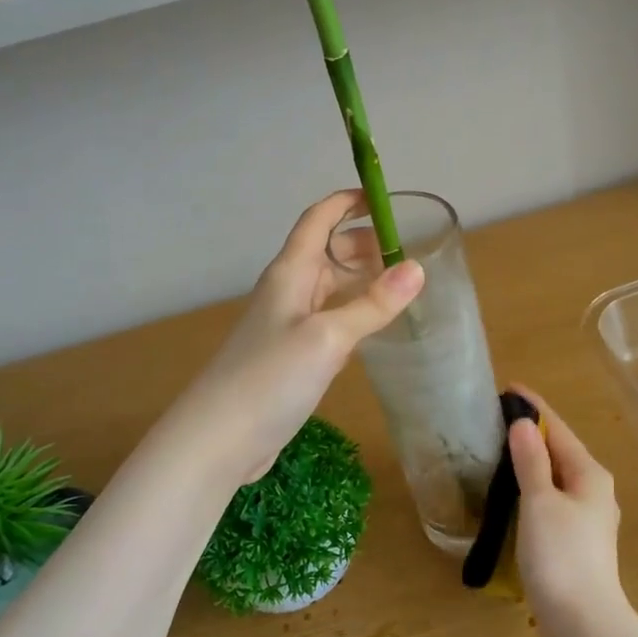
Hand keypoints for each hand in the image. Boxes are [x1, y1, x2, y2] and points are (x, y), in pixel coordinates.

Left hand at [161, 192, 424, 487]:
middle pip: (328, 252)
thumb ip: (372, 304)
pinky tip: (377, 326)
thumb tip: (417, 269)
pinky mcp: (293, 355)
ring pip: (331, 287)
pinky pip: (330, 319)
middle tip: (409, 251)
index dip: (347, 202)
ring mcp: (289, 324)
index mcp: (291, 272)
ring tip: (403, 285)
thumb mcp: (328, 337)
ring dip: (362, 279)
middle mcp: (289, 290)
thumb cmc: (270, 376)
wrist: (220, 438)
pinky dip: (355, 312)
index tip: (384, 198)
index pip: (319, 219)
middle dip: (365, 244)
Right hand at [508, 387, 632, 636]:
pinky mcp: (575, 542)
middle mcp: (594, 491)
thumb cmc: (561, 556)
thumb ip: (531, 461)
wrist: (584, 625)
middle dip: (530, 433)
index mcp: (589, 474)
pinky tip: (511, 494)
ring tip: (497, 450)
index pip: (558, 428)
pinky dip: (531, 488)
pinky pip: (551, 500)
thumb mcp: (540, 502)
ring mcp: (587, 519)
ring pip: (554, 477)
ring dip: (530, 461)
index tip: (508, 387)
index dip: (533, 407)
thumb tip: (522, 424)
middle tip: (494, 418)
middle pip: (559, 451)